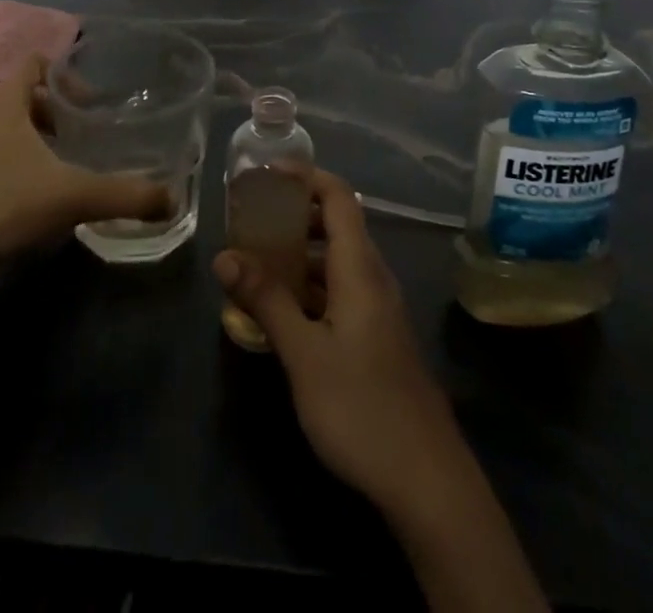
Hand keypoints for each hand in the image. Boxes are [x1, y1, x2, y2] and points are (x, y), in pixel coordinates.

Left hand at [0, 55, 170, 272]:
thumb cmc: (5, 206)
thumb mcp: (74, 195)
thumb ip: (125, 195)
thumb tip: (172, 199)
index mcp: (6, 106)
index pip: (34, 63)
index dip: (64, 71)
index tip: (93, 97)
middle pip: (27, 96)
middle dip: (61, 108)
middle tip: (92, 128)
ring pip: (16, 130)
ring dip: (45, 138)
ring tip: (78, 159)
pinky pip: (5, 159)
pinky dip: (30, 165)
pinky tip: (52, 193)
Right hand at [214, 171, 466, 513]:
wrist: (427, 481)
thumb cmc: (361, 408)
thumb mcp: (303, 354)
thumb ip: (266, 300)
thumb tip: (224, 255)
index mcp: (360, 268)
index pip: (338, 196)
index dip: (306, 175)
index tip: (267, 172)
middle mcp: (374, 277)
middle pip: (338, 223)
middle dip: (296, 212)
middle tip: (253, 217)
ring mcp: (380, 308)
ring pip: (339, 260)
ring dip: (302, 251)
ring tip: (259, 259)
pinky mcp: (378, 336)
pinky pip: (342, 289)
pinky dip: (312, 283)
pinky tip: (284, 308)